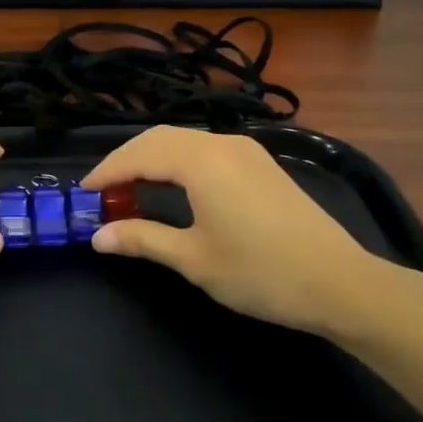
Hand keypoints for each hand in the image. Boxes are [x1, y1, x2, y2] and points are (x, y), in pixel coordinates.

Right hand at [81, 126, 406, 340]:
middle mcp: (221, 143)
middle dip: (126, 161)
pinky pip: (205, 149)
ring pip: (183, 141)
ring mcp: (245, 150)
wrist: (340, 283)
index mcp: (201, 161)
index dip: (107, 171)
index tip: (82, 192)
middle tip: (102, 191)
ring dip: (152, 159)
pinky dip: (178, 161)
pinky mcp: (260, 164)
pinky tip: (173, 186)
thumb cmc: (260, 272)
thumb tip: (98, 236)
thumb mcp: (194, 259)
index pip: (139, 155)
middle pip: (159, 139)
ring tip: (131, 190)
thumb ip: (142, 239)